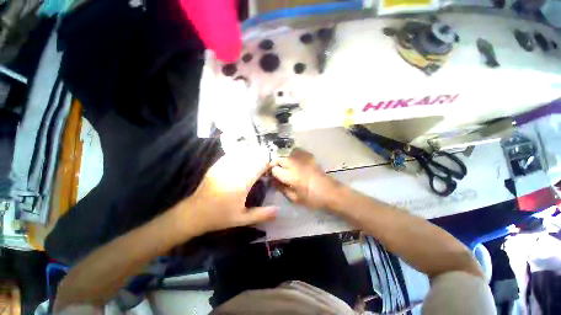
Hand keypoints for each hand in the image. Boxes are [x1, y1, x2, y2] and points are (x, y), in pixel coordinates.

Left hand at [181, 144, 276, 234]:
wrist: (194, 213)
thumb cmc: (219, 217)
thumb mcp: (242, 219)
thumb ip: (262, 214)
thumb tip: (278, 210)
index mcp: (241, 183)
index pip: (260, 165)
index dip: (269, 163)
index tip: (273, 166)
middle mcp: (234, 171)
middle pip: (253, 156)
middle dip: (262, 157)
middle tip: (267, 163)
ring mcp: (224, 166)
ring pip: (243, 152)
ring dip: (253, 153)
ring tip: (258, 159)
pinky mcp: (217, 165)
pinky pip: (232, 154)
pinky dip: (242, 152)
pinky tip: (245, 156)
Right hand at [271, 148, 340, 209]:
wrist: (331, 192)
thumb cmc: (312, 199)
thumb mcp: (294, 198)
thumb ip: (281, 188)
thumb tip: (272, 181)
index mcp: (291, 175)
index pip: (274, 169)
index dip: (272, 173)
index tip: (273, 177)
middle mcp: (295, 164)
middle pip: (279, 158)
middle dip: (276, 164)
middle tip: (278, 172)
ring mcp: (303, 158)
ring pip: (287, 153)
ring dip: (283, 159)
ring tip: (285, 166)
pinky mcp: (309, 156)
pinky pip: (297, 151)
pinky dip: (293, 154)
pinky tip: (295, 161)